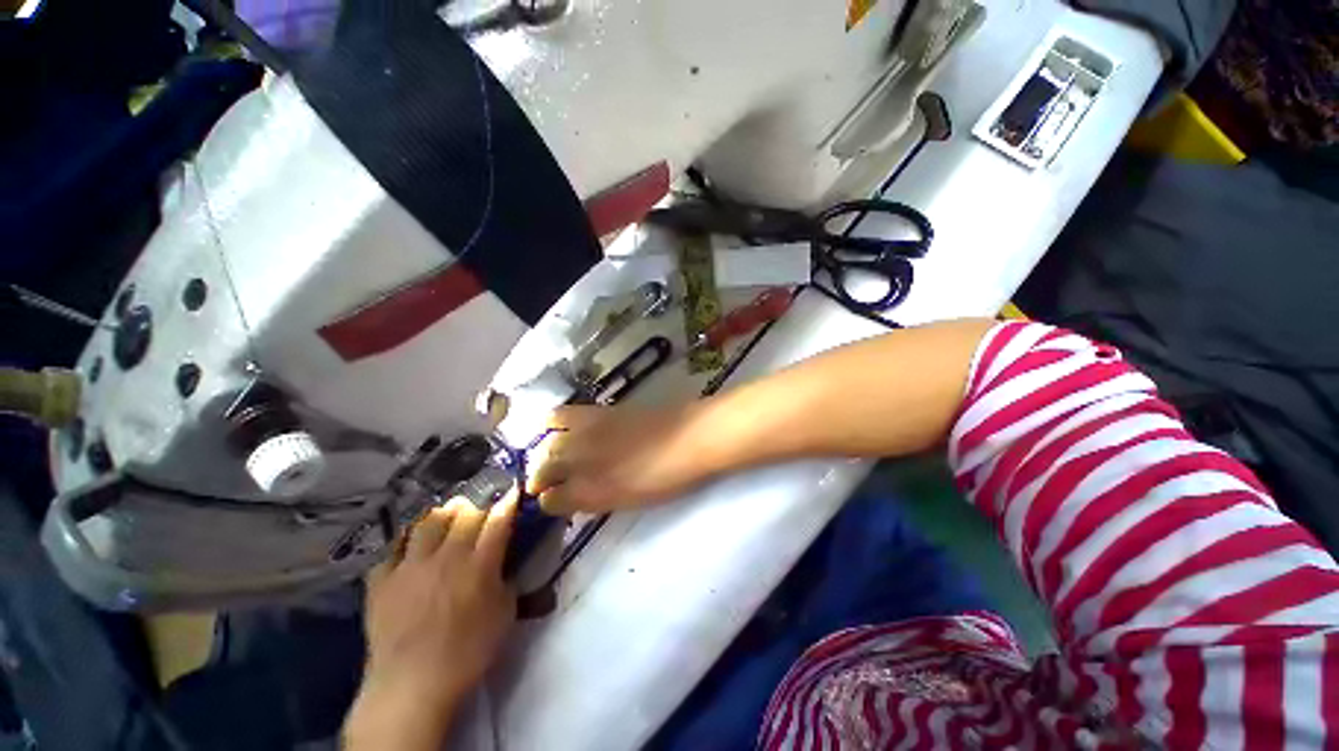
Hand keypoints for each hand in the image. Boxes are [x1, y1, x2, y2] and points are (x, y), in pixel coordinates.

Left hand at [344, 496, 516, 749]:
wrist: (412, 684)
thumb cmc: (468, 652)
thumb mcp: (505, 615)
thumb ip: (508, 581)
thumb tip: (506, 564)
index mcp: (480, 563)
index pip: (498, 519)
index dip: (508, 501)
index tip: (513, 490)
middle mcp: (446, 555)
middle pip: (465, 512)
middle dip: (478, 504)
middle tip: (482, 507)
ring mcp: (411, 565)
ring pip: (429, 520)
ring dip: (443, 513)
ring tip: (448, 517)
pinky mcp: (382, 579)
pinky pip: (393, 546)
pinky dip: (406, 539)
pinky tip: (412, 544)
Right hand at [527, 403, 722, 514]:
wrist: (691, 437)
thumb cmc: (669, 477)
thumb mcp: (632, 500)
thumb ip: (599, 499)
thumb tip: (579, 497)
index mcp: (593, 492)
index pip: (552, 500)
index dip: (549, 503)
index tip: (553, 501)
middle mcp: (582, 463)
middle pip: (543, 469)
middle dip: (538, 478)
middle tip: (542, 482)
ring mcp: (587, 435)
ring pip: (546, 443)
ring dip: (541, 452)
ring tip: (546, 454)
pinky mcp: (596, 412)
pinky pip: (560, 416)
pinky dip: (551, 424)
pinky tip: (557, 428)